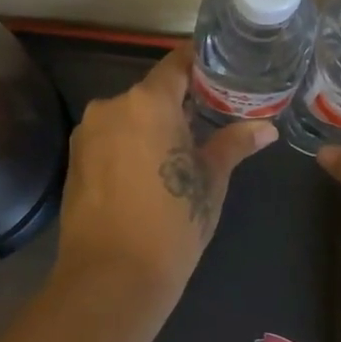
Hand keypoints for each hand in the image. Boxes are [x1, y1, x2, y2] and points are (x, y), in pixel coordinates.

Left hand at [55, 48, 277, 301]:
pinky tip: (146, 174)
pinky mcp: (74, 159)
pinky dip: (128, 146)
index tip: (220, 70)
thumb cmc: (172, 223)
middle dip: (177, 104)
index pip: (177, 63)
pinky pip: (109, 139)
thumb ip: (234, 143)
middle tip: (208, 121)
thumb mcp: (211, 180)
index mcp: (148, 101)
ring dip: (151, 127)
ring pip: (128, 117)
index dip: (199, 63)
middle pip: (151, 92)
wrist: (111, 278)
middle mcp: (112, 105)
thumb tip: (266, 128)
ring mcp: (88, 132)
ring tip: (177, 154)